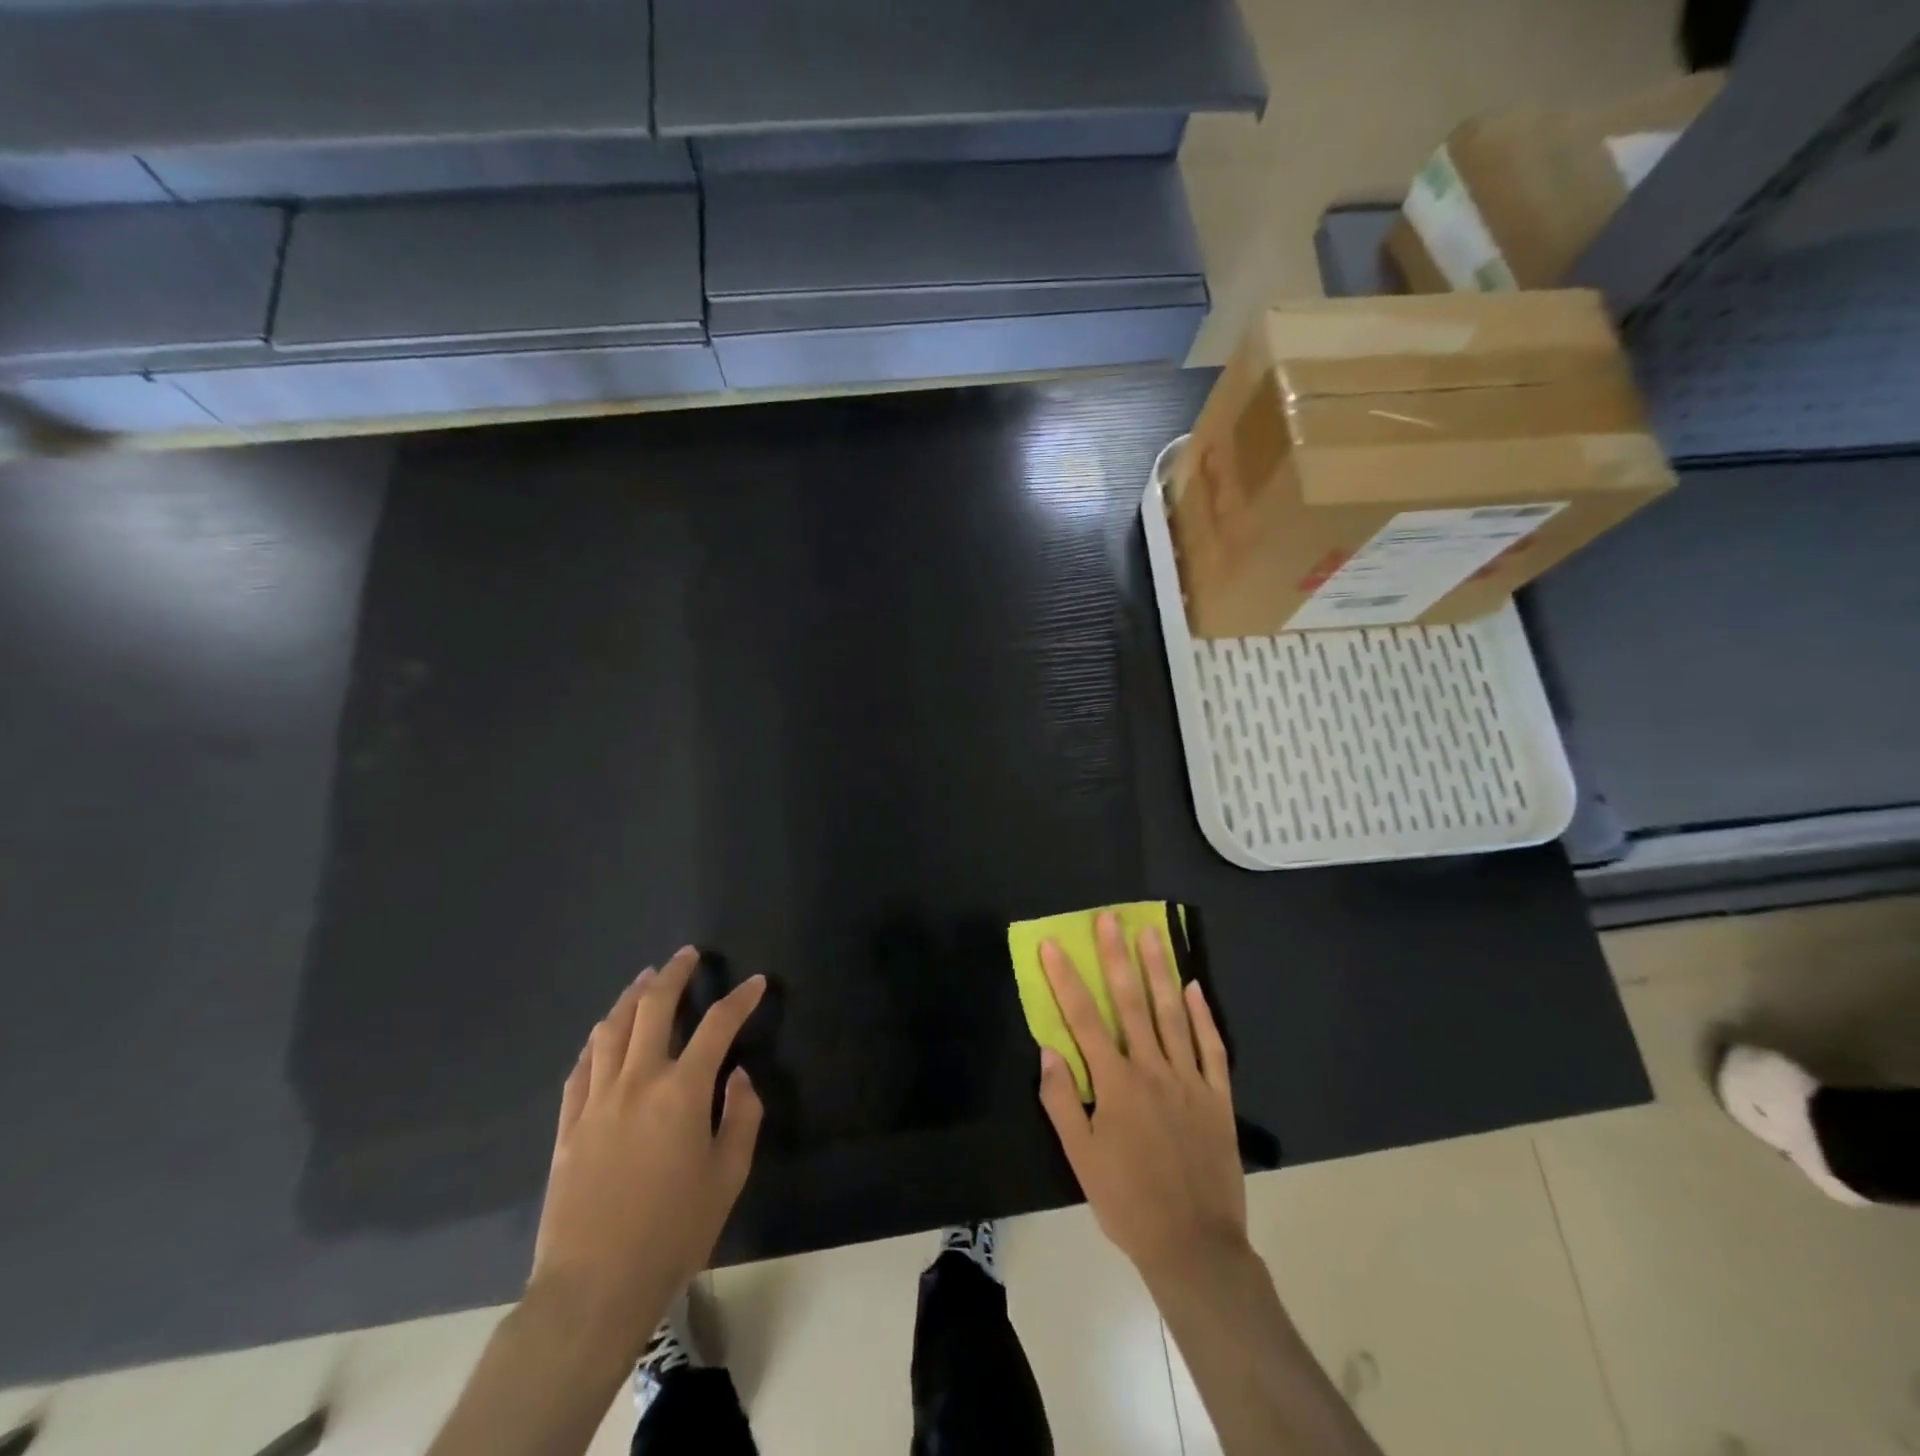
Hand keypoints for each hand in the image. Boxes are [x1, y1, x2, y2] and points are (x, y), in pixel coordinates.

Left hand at [529, 948, 765, 1348]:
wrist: (592, 1288)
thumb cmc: (672, 1232)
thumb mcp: (728, 1176)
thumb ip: (741, 1117)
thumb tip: (738, 1077)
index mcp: (681, 1092)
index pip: (717, 1026)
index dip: (740, 999)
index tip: (757, 982)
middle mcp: (637, 1081)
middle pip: (653, 1008)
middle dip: (673, 975)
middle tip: (687, 956)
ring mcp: (596, 1101)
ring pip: (611, 1030)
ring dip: (631, 997)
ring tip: (645, 980)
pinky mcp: (568, 1125)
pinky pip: (581, 1067)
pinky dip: (597, 1041)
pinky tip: (604, 1034)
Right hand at [1036, 913, 1247, 1285]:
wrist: (1194, 1246)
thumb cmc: (1128, 1202)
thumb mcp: (1081, 1158)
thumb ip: (1062, 1101)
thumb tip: (1049, 1049)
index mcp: (1115, 1084)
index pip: (1084, 1019)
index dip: (1066, 979)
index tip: (1053, 944)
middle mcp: (1152, 1070)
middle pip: (1131, 1003)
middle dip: (1116, 957)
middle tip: (1110, 918)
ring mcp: (1189, 1080)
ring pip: (1172, 1014)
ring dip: (1159, 970)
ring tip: (1151, 934)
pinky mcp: (1217, 1097)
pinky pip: (1212, 1047)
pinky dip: (1203, 1015)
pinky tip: (1194, 987)